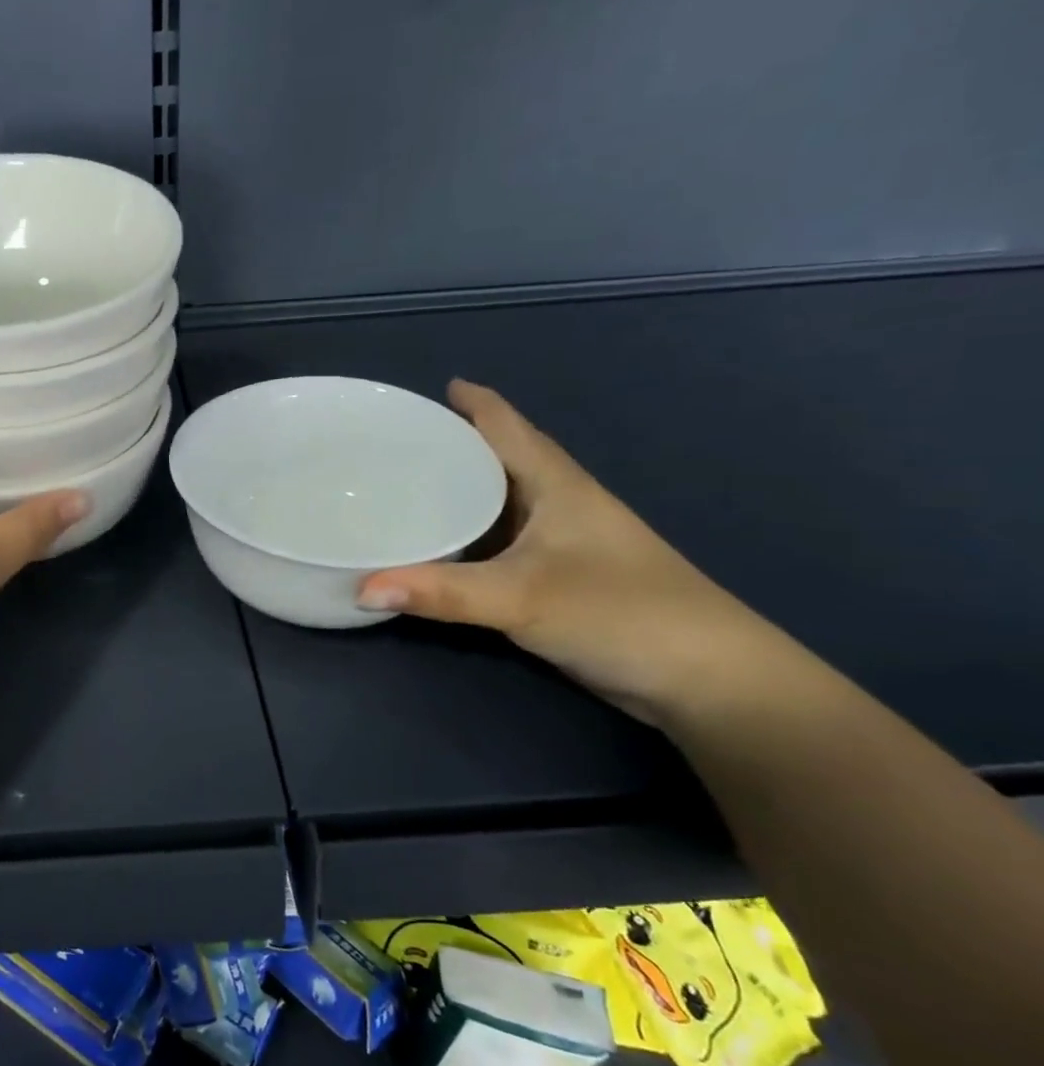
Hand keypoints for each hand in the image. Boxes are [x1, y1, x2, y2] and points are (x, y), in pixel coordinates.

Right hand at [357, 381, 779, 725]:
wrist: (705, 679)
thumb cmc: (621, 613)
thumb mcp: (522, 598)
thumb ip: (441, 592)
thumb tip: (360, 588)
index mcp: (558, 486)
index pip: (509, 428)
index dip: (476, 403)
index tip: (436, 387)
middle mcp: (559, 506)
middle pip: (502, 461)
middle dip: (456, 445)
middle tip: (398, 442)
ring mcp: (562, 546)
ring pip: (500, 505)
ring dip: (460, 492)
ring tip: (405, 487)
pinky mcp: (559, 581)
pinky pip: (500, 544)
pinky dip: (467, 538)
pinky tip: (440, 547)